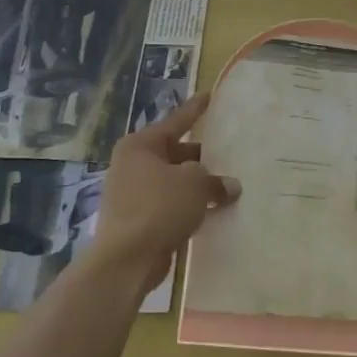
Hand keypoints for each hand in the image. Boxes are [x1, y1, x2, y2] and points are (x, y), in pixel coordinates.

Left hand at [94, 93, 238, 292]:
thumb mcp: (194, 185)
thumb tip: (230, 186)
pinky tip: (208, 213)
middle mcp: (131, 164)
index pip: (176, 121)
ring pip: (171, 181)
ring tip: (223, 187)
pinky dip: (186, 206)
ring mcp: (130, 193)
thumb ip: (214, 181)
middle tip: (226, 156)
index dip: (195, 110)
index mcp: (141, 145)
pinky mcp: (134, 220)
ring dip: (194, 186)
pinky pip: (167, 205)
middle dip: (200, 158)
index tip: (209, 96)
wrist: (126, 260)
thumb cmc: (159, 207)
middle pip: (174, 153)